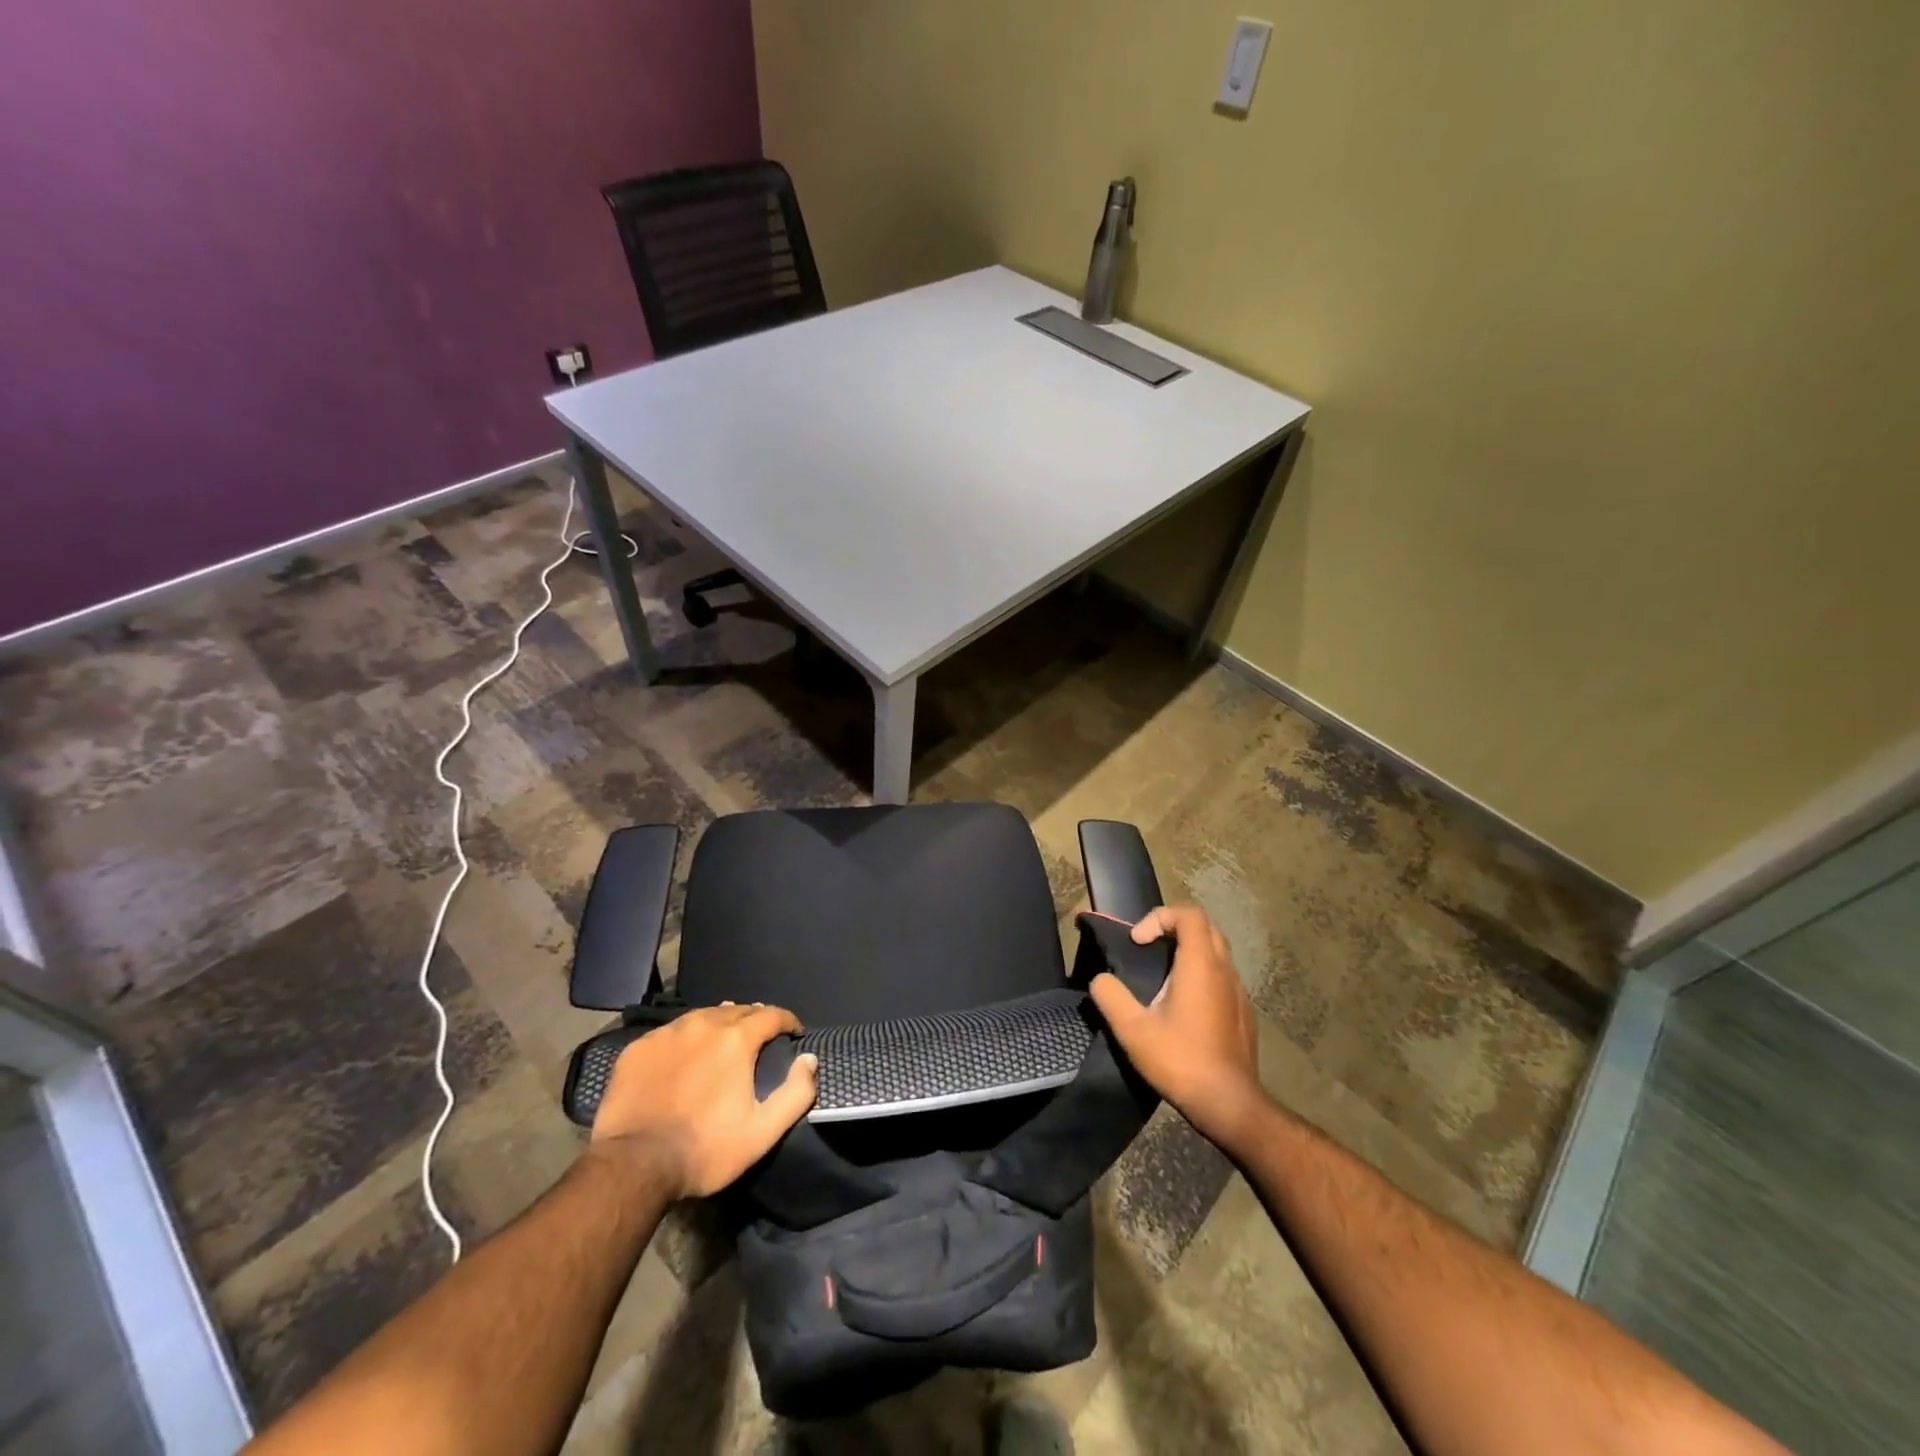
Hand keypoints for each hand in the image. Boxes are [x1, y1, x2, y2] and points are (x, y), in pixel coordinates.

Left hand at [590, 1003, 817, 1199]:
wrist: (632, 1166)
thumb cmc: (704, 1149)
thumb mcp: (762, 1132)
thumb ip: (795, 1093)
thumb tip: (809, 1059)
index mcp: (736, 1039)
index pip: (771, 1014)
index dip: (787, 1021)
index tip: (794, 1032)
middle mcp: (703, 1025)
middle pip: (737, 1010)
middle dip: (754, 1019)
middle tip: (761, 1035)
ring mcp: (667, 1034)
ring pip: (702, 1016)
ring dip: (719, 1023)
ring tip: (724, 1038)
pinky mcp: (638, 1049)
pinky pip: (670, 1032)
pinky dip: (685, 1038)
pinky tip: (684, 1054)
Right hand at [1088, 904, 1265, 1152]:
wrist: (1230, 1104)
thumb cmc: (1181, 1060)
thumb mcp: (1132, 1030)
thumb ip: (1110, 996)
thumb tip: (1100, 979)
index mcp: (1200, 965)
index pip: (1188, 914)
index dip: (1159, 917)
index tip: (1138, 942)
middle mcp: (1225, 970)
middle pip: (1205, 927)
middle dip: (1174, 928)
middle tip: (1149, 949)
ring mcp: (1239, 991)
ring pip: (1217, 952)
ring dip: (1189, 952)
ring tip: (1163, 977)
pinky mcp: (1245, 1012)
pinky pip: (1224, 977)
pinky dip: (1202, 975)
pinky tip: (1184, 1007)